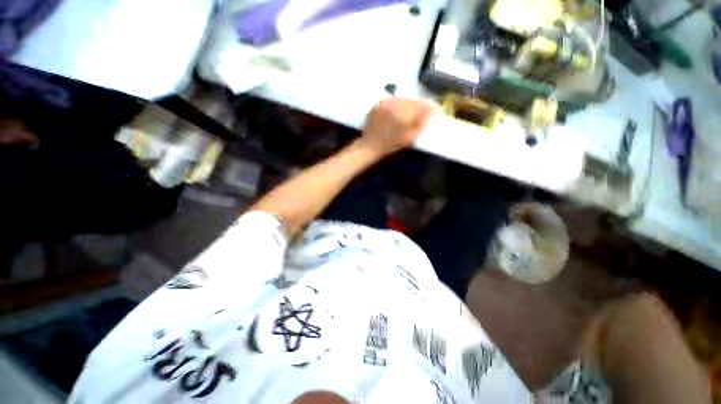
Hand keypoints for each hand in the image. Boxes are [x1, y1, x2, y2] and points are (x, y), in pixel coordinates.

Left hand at [358, 98, 433, 156]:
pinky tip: (396, 112)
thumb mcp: (409, 137)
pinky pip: (392, 100)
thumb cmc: (391, 144)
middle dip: (417, 105)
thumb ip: (421, 123)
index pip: (420, 104)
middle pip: (411, 100)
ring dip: (407, 104)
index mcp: (403, 115)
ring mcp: (385, 104)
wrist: (371, 145)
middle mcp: (394, 106)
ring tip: (407, 113)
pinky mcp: (378, 104)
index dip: (427, 106)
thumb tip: (431, 110)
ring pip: (402, 99)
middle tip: (419, 113)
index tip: (431, 110)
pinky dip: (396, 104)